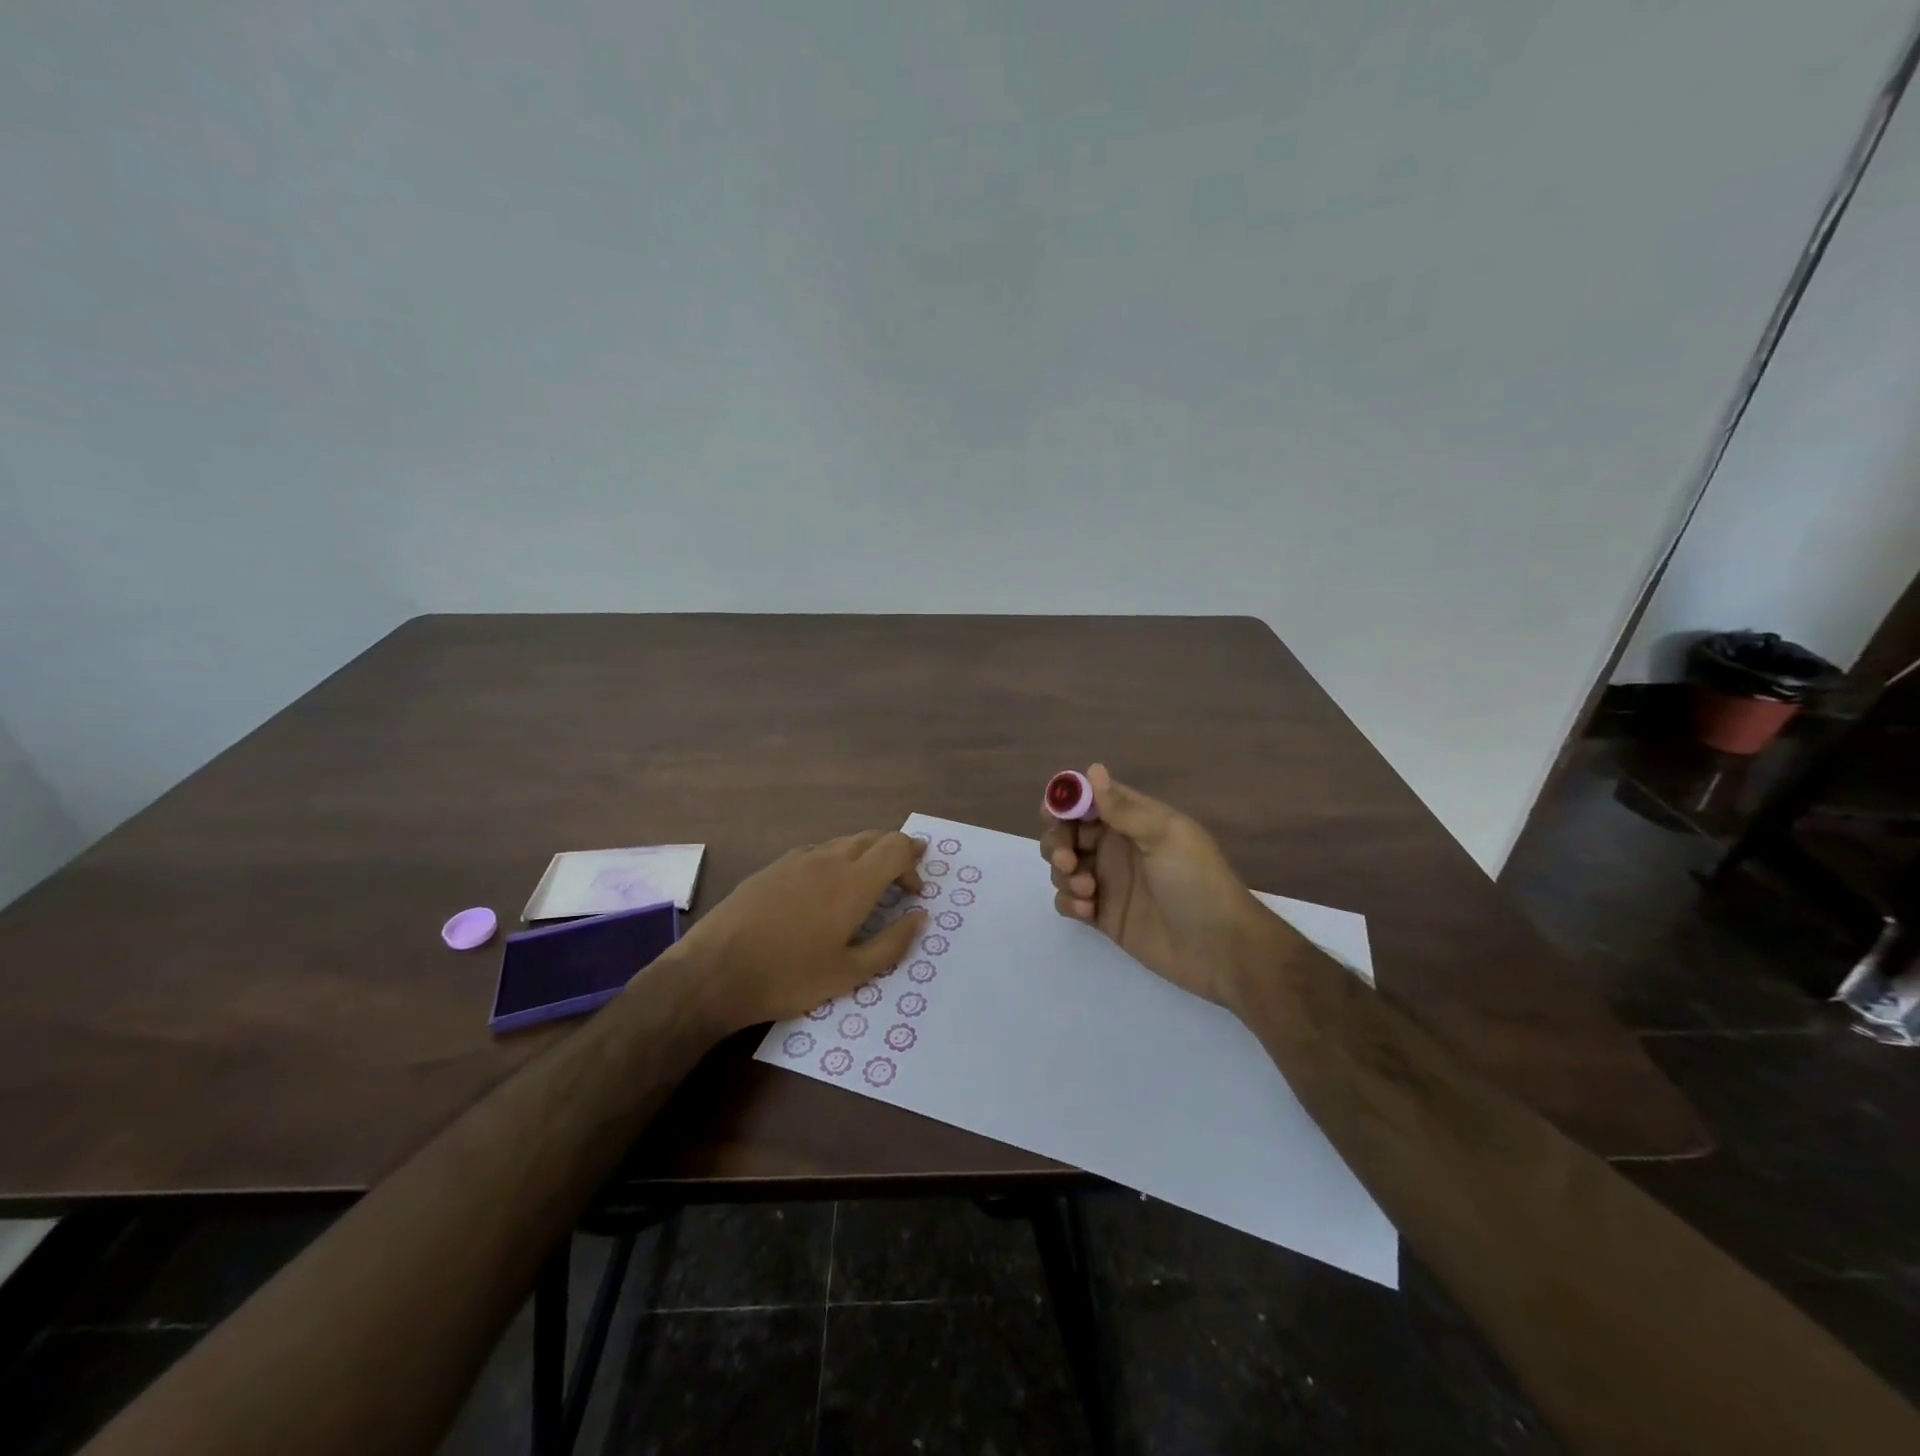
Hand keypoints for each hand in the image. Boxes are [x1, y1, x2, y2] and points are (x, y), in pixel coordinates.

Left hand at [679, 831, 927, 1029]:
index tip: (914, 892)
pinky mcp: (772, 867)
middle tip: (902, 879)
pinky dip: (835, 862)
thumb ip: (892, 943)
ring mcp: (797, 859)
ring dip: (864, 856)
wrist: (713, 972)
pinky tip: (824, 891)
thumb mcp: (849, 973)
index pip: (897, 846)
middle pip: (873, 837)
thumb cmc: (788, 977)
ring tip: (866, 886)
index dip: (913, 863)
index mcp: (853, 882)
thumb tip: (920, 917)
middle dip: (894, 853)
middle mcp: (828, 859)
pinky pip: (816, 852)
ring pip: (843, 842)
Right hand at [1040, 765, 1284, 1006]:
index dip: (1065, 801)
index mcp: (1133, 820)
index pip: (1088, 800)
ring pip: (1063, 866)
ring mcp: (1108, 881)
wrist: (1220, 949)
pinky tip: (1087, 910)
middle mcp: (1116, 846)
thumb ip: (1124, 808)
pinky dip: (1068, 901)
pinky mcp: (1103, 915)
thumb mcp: (1165, 836)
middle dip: (1057, 841)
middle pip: (1067, 832)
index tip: (1053, 814)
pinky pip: (1069, 900)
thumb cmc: (1197, 882)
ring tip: (1088, 890)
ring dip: (1063, 873)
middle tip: (1067, 859)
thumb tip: (1092, 769)